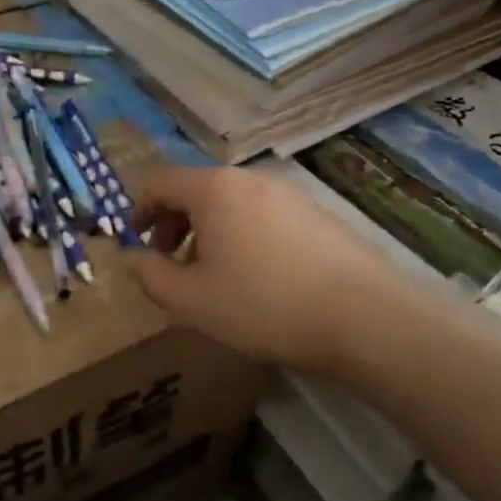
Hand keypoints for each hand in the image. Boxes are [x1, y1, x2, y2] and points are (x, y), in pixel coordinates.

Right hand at [130, 166, 405, 376]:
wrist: (367, 320)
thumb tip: (133, 258)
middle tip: (167, 260)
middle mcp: (250, 180)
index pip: (160, 183)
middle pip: (197, 191)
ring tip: (210, 274)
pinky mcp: (319, 215)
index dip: (139, 209)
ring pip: (231, 204)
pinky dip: (242, 236)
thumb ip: (150, 276)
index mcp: (213, 189)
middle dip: (173, 223)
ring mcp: (290, 195)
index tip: (135, 239)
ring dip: (208, 232)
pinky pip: (262, 216)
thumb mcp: (190, 301)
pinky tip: (253, 277)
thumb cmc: (263, 305)